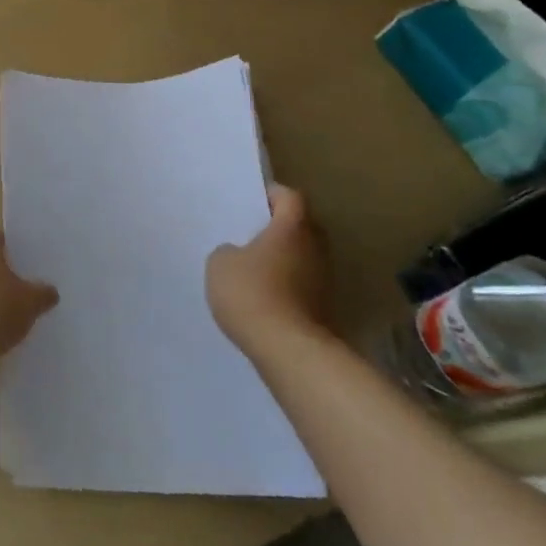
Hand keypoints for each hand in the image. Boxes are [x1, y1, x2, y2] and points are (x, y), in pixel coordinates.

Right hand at [206, 185, 334, 360]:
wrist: (288, 349)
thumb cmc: (251, 292)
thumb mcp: (220, 262)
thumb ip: (229, 250)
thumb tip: (240, 255)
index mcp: (292, 227)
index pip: (289, 197)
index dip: (271, 195)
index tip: (252, 201)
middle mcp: (315, 248)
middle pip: (302, 226)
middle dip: (280, 227)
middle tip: (251, 233)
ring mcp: (324, 280)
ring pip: (303, 257)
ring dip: (284, 259)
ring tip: (253, 267)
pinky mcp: (324, 308)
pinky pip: (302, 285)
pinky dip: (286, 285)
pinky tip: (263, 296)